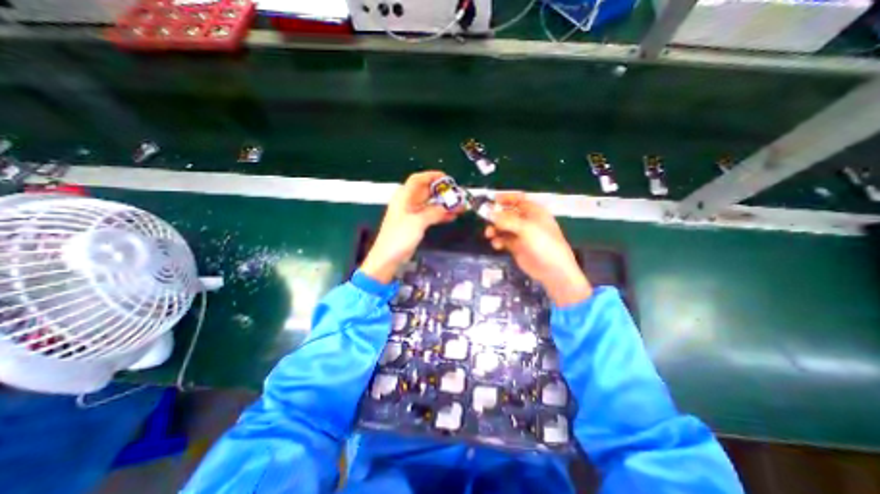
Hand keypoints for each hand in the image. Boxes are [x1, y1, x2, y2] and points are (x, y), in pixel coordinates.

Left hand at [362, 171, 456, 282]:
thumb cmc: (399, 237)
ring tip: (459, 206)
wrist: (388, 257)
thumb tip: (447, 209)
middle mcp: (408, 202)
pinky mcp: (415, 224)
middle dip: (441, 192)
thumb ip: (433, 212)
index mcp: (404, 197)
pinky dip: (440, 215)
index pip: (417, 180)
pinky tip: (452, 216)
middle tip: (457, 194)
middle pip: (426, 191)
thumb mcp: (417, 222)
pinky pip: (430, 215)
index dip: (431, 175)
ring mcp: (412, 214)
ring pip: (430, 204)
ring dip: (443, 204)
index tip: (446, 177)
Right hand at [488, 191, 589, 304]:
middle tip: (485, 219)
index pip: (518, 199)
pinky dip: (498, 241)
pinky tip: (497, 245)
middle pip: (507, 213)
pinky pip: (503, 240)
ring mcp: (521, 234)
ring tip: (489, 234)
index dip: (505, 198)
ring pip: (503, 227)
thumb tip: (489, 213)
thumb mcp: (526, 228)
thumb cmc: (544, 244)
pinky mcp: (516, 247)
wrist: (552, 270)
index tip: (491, 200)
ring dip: (494, 229)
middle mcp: (527, 221)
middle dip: (496, 216)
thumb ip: (506, 220)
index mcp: (534, 212)